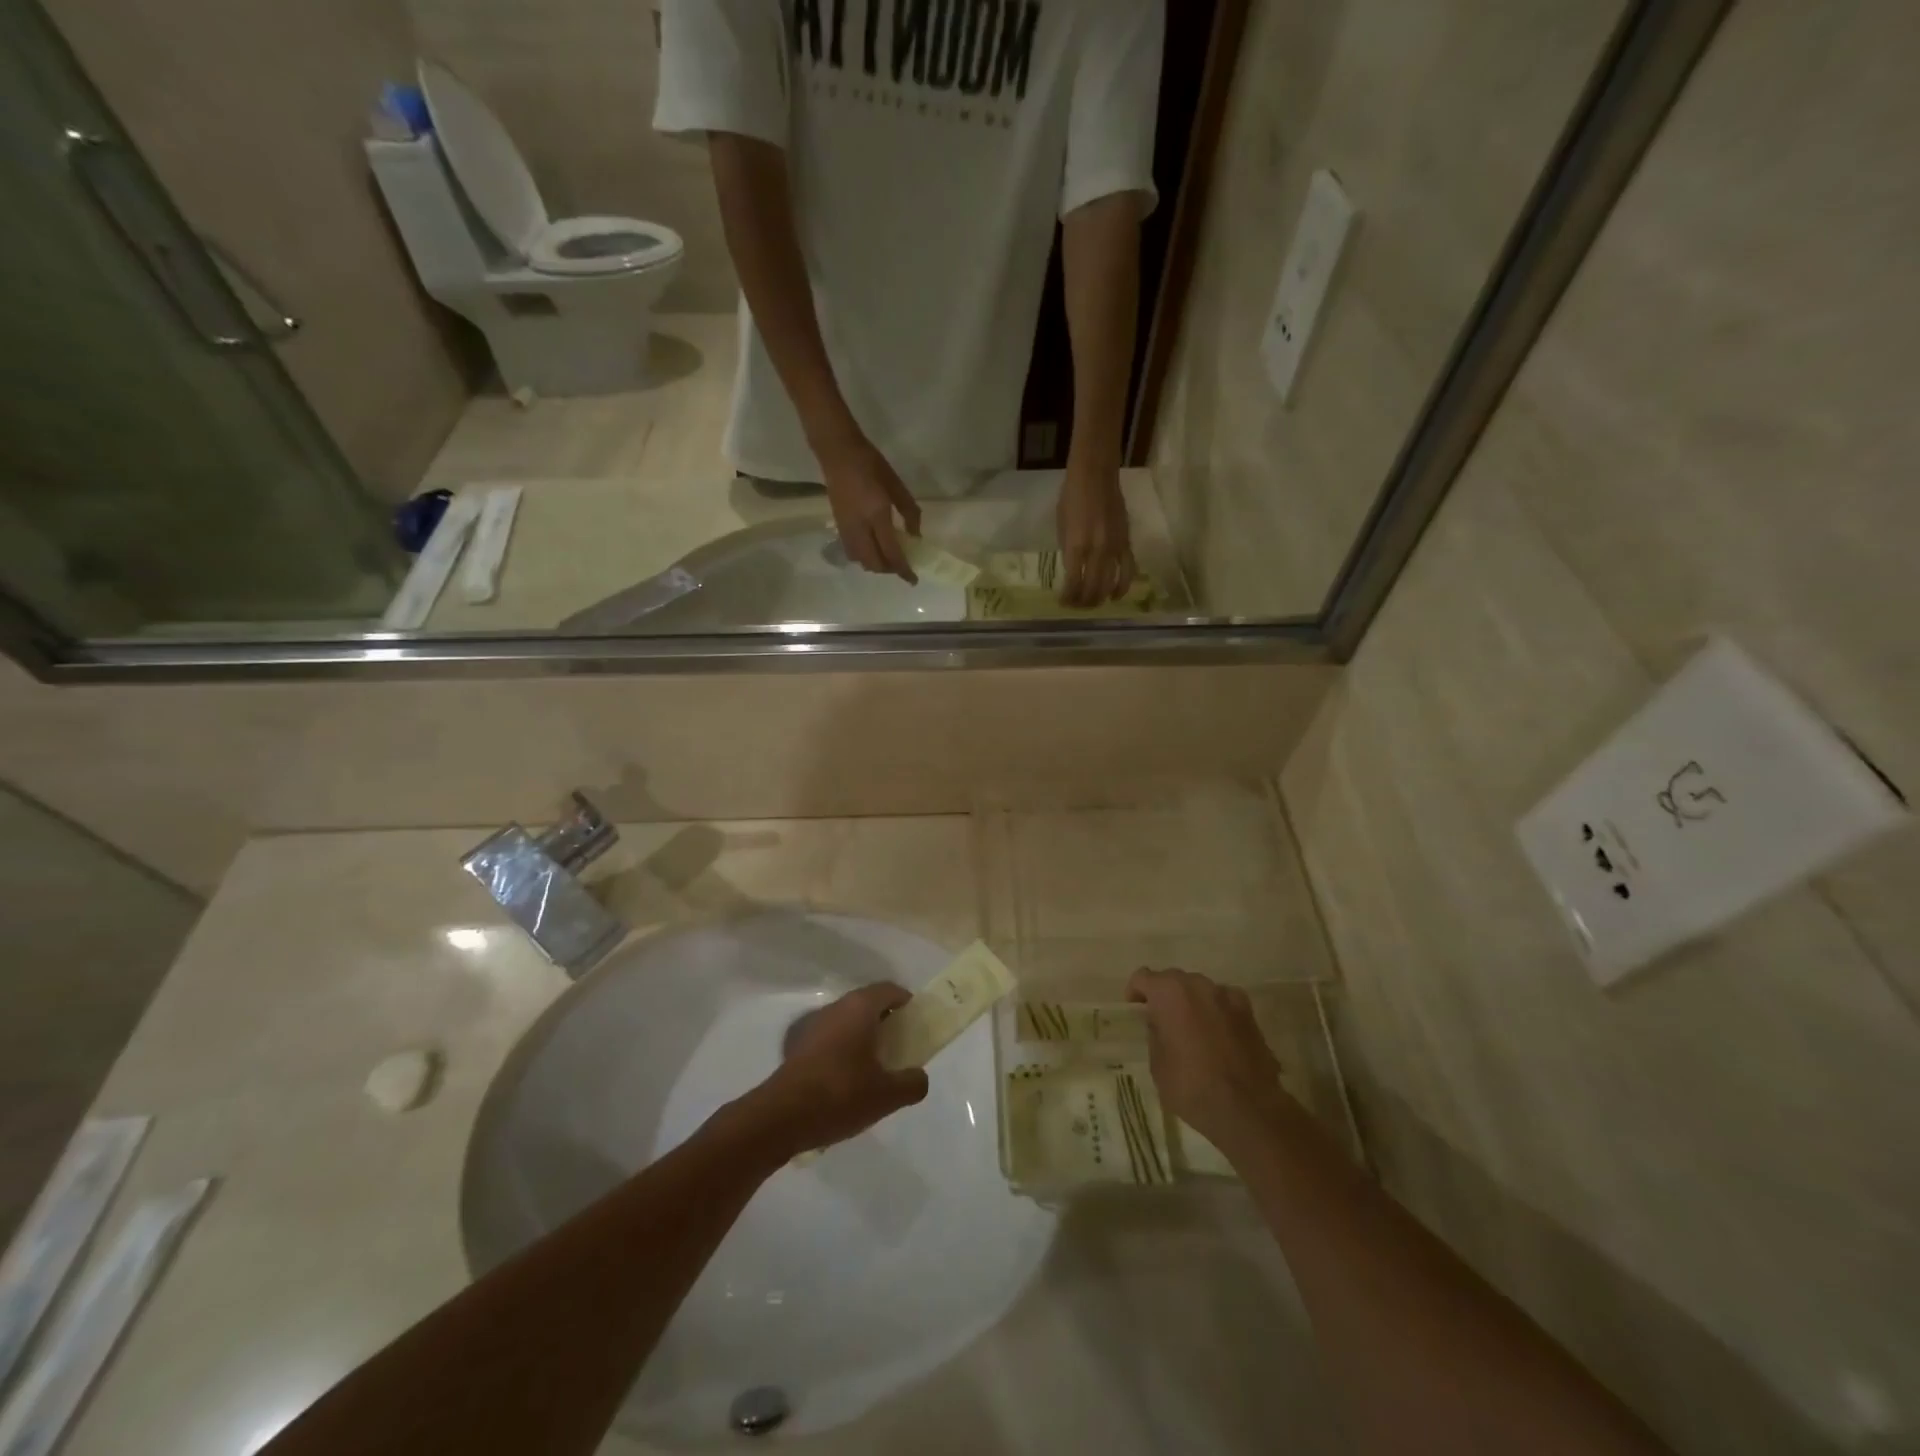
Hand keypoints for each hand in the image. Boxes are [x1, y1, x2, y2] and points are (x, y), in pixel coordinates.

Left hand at [751, 983, 928, 1156]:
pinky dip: (843, 1049)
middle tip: (900, 1048)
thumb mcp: (887, 1096)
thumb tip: (919, 1077)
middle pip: (868, 1004)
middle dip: (886, 1022)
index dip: (907, 1003)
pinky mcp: (797, 1046)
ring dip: (863, 1037)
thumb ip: (912, 1083)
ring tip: (875, 1068)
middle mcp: (836, 1008)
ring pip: (847, 1021)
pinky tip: (846, 1081)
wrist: (781, 1117)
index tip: (916, 1024)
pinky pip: (830, 1038)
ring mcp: (813, 1025)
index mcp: (860, 1008)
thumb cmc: (841, 1095)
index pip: (890, 990)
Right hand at [821, 436, 921, 581]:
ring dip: (876, 564)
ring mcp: (846, 529)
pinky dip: (864, 557)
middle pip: (874, 563)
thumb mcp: (896, 485)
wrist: (838, 452)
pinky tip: (873, 547)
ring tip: (888, 556)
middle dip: (889, 569)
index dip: (903, 569)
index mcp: (877, 514)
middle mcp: (860, 527)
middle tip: (901, 565)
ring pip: (861, 560)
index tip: (913, 580)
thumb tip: (916, 536)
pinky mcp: (838, 526)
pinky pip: (852, 552)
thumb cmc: (871, 464)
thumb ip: (909, 512)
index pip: (891, 552)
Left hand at [1056, 464, 1135, 606]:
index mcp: (1076, 546)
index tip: (1063, 602)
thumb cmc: (1072, 497)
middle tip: (1076, 606)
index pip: (1073, 583)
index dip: (1068, 598)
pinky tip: (1115, 595)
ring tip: (1093, 604)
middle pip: (1092, 589)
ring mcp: (1114, 548)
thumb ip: (1068, 550)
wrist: (1096, 475)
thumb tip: (1072, 570)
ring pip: (1110, 584)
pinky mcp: (1126, 543)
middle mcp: (1096, 551)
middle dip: (1083, 603)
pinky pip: (1128, 571)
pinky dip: (1122, 587)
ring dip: (1100, 598)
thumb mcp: (1061, 526)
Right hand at [1127, 968, 1294, 1152]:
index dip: (1136, 992)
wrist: (1248, 1110)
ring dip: (1192, 1003)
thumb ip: (1155, 1034)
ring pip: (1201, 990)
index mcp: (1169, 993)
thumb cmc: (1192, 1087)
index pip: (1143, 978)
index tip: (1136, 1010)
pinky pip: (1224, 1004)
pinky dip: (1217, 1013)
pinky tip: (1218, 1037)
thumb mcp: (1158, 1065)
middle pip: (1174, 980)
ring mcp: (1228, 997)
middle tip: (1162, 1022)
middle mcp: (1199, 985)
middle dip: (1165, 996)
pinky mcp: (1250, 1014)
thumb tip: (1161, 1023)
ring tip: (1192, 1030)